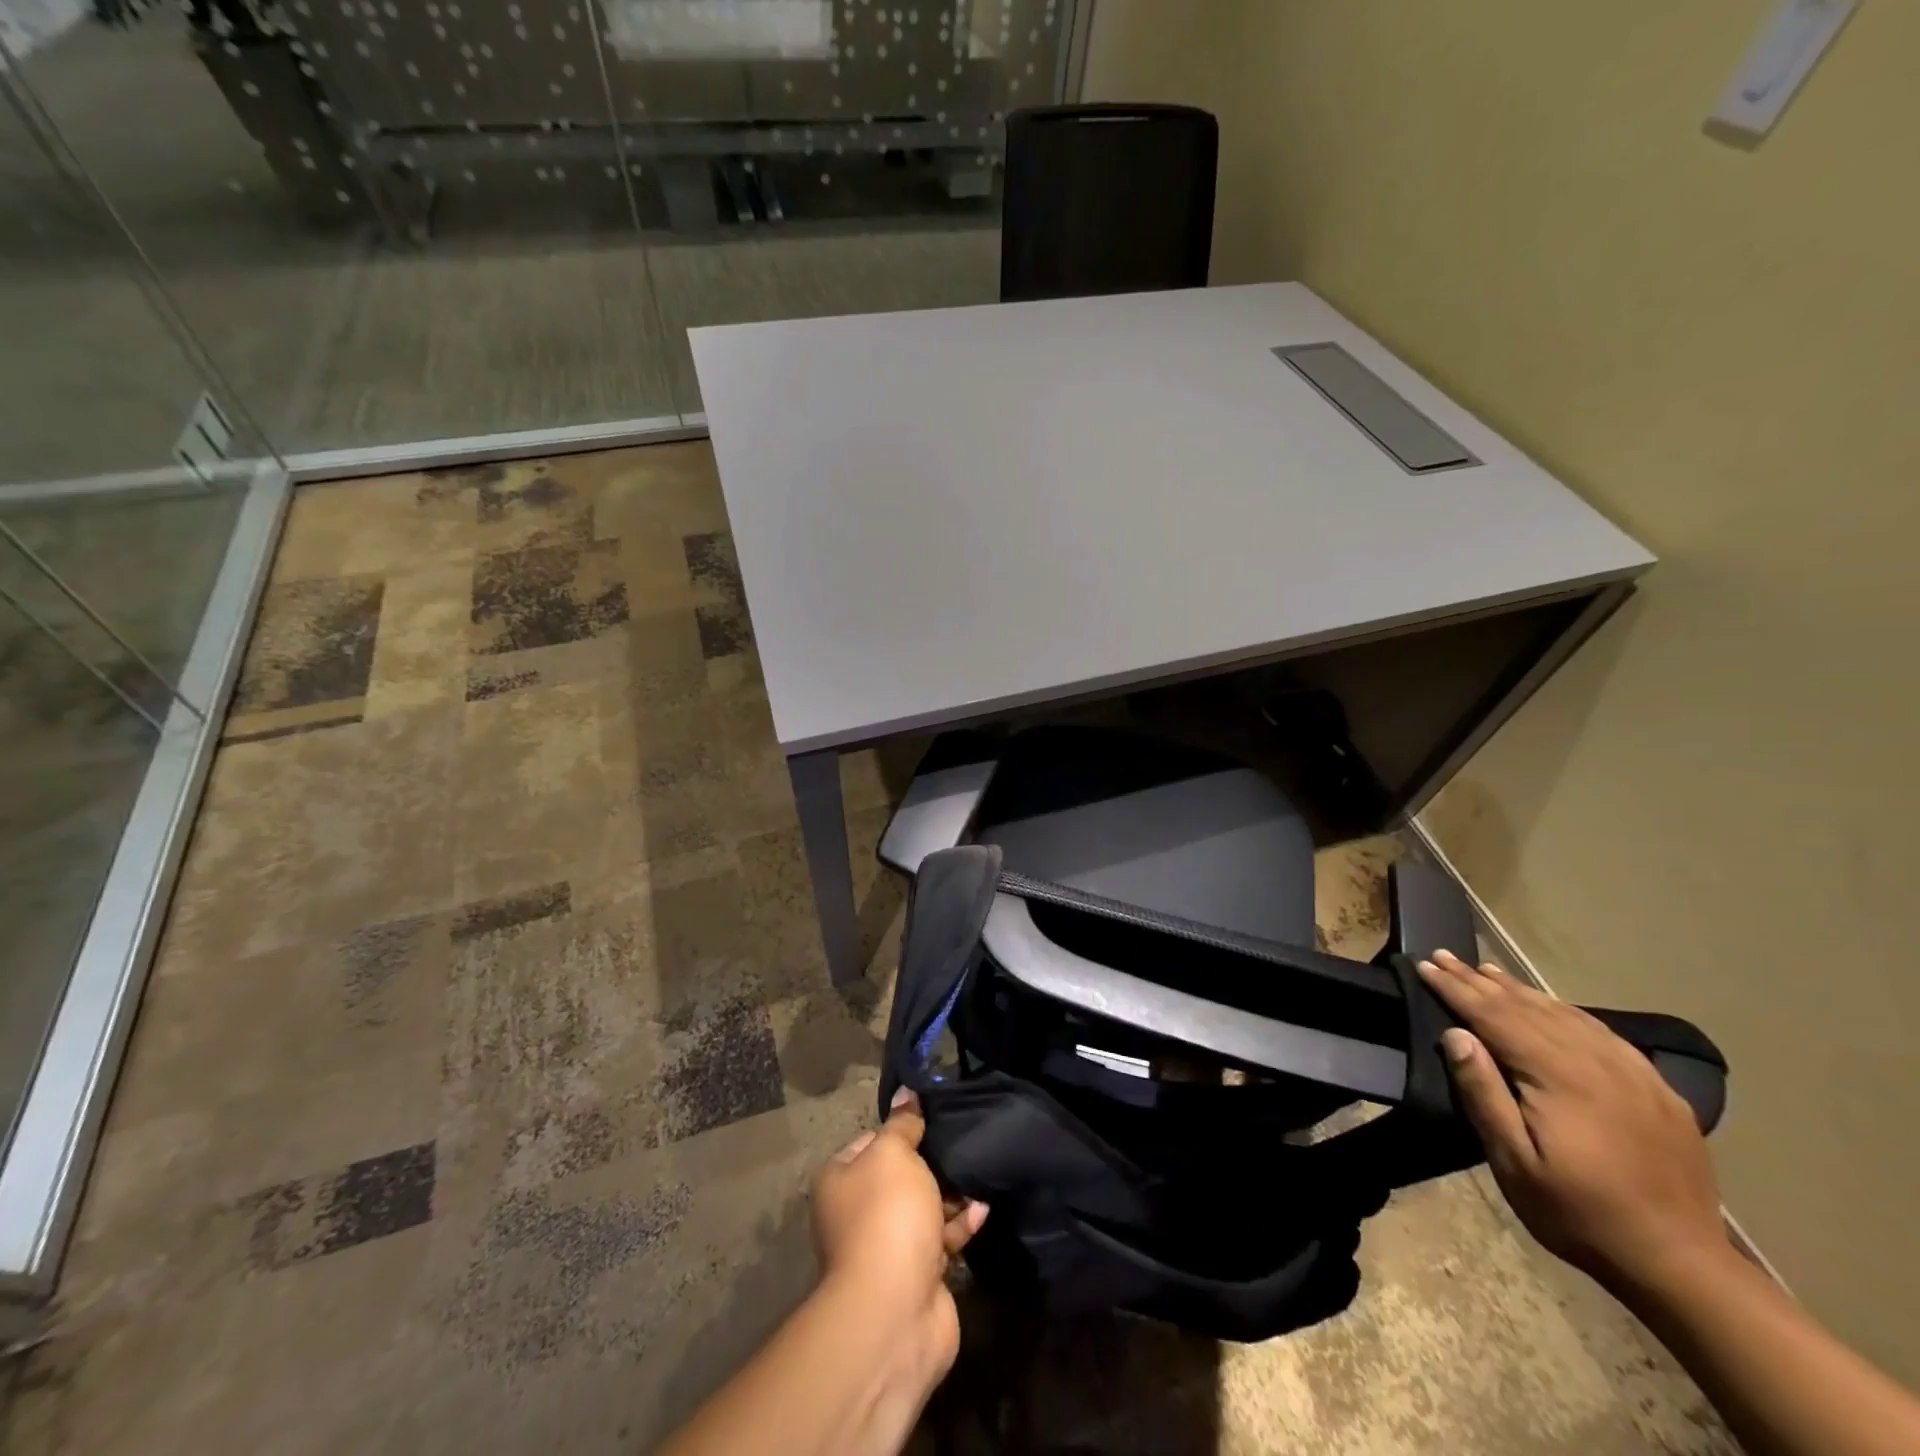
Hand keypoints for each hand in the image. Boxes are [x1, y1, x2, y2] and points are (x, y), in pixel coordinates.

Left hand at [809, 1089, 988, 1384]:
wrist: (895, 1310)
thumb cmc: (887, 1216)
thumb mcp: (894, 1154)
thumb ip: (903, 1124)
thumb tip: (907, 1093)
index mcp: (840, 1181)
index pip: (870, 1141)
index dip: (899, 1130)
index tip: (930, 1120)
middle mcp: (857, 1213)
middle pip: (900, 1176)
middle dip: (930, 1163)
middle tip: (961, 1144)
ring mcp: (887, 1247)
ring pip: (924, 1208)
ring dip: (951, 1194)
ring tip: (978, 1173)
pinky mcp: (917, 1275)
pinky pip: (942, 1239)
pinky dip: (961, 1224)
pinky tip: (982, 1209)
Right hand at [1417, 950, 1727, 1291]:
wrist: (1680, 1264)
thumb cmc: (1579, 1212)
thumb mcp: (1514, 1160)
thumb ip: (1483, 1092)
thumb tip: (1455, 1034)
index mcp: (1559, 1074)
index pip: (1495, 1015)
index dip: (1455, 989)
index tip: (1424, 965)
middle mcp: (1597, 1060)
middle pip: (1527, 1007)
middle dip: (1479, 980)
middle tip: (1445, 955)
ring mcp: (1633, 1072)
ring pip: (1564, 1013)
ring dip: (1519, 990)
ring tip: (1487, 971)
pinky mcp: (1657, 1088)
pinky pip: (1601, 1032)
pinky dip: (1565, 1010)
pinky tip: (1552, 1007)